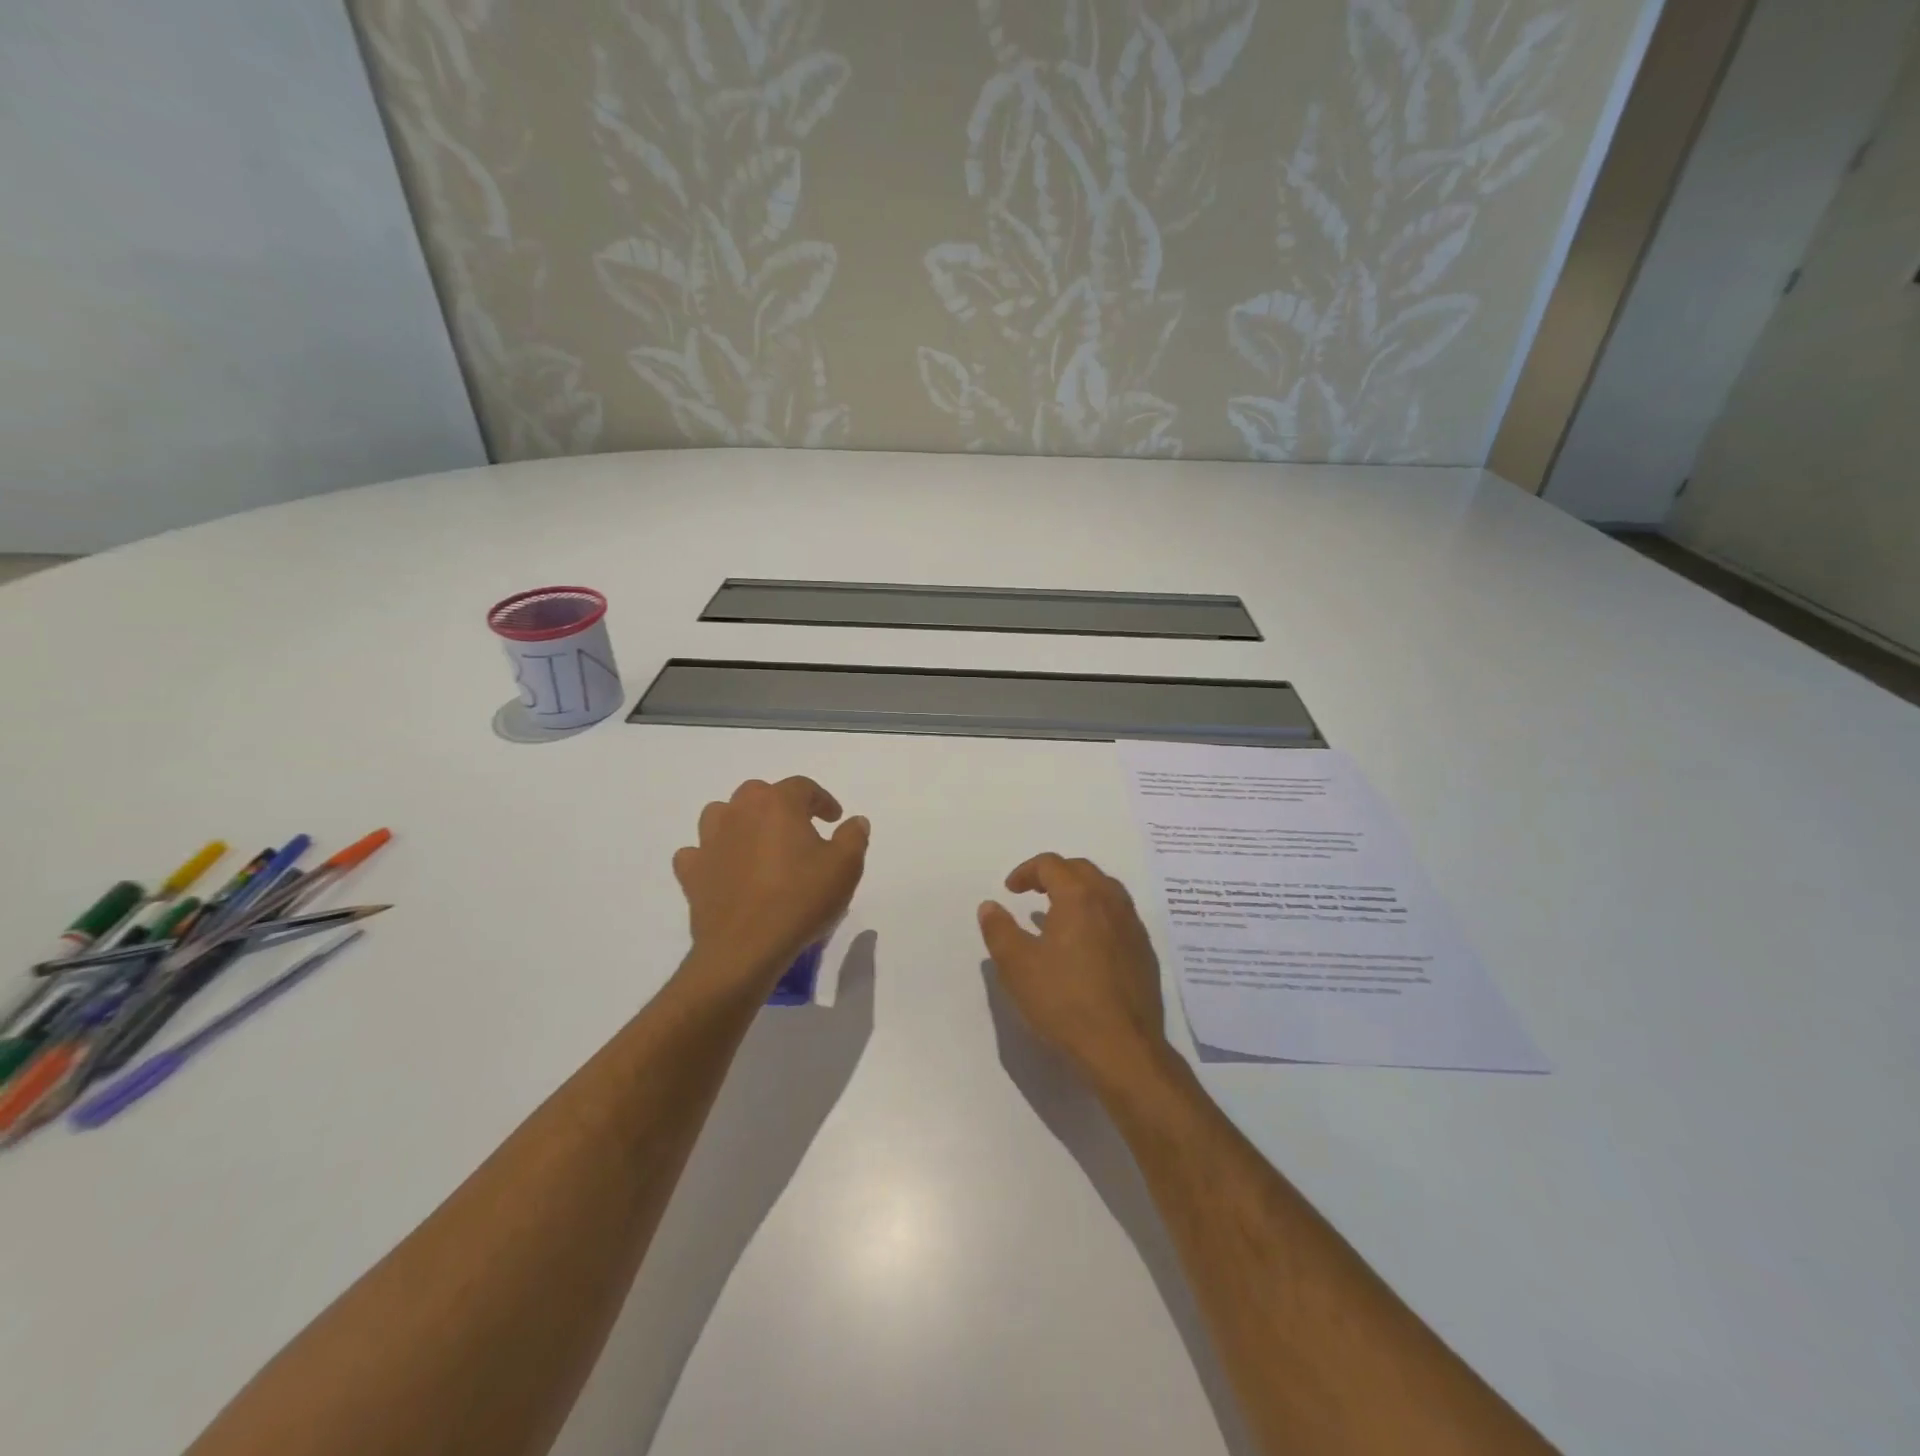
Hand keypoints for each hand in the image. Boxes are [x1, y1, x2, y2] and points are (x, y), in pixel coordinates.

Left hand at [673, 777, 868, 989]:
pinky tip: (725, 870)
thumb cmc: (801, 900)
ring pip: (722, 815)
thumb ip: (853, 837)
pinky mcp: (691, 872)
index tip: (835, 819)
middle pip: (759, 794)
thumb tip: (855, 821)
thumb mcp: (846, 867)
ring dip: (740, 822)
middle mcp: (739, 812)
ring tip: (758, 843)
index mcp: (777, 804)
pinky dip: (712, 856)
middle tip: (799, 830)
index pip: (803, 787)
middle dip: (780, 806)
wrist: (746, 948)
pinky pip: (698, 853)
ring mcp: (710, 841)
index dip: (822, 801)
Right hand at [978, 854, 1170, 1094]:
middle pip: (1082, 870)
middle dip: (1054, 874)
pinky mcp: (1145, 953)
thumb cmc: (1064, 1002)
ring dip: (1079, 892)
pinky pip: (1119, 916)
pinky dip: (1098, 915)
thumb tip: (990, 906)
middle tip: (1033, 893)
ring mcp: (1133, 927)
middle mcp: (1111, 903)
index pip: (1052, 865)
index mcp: (1079, 898)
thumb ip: (999, 930)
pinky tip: (1086, 945)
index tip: (1010, 890)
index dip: (1026, 871)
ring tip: (1059, 915)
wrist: (1123, 1049)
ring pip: (1106, 890)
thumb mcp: (1016, 966)